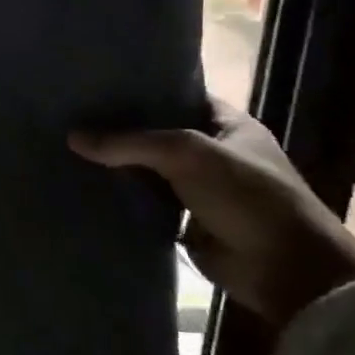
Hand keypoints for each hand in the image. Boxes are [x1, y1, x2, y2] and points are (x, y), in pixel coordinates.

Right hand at [68, 100, 354, 332]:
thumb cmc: (248, 196)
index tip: (97, 84)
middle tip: (71, 115)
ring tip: (67, 147)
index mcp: (228, 125)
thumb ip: (130, 143)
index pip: (178, 95)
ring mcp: (199, 188)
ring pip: (148, 169)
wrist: (287, 271)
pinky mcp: (185, 221)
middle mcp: (213, 152)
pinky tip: (85, 185)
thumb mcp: (188, 154)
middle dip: (120, 127)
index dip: (142, 89)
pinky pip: (146, 202)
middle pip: (157, 133)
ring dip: (117, 165)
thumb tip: (72, 137)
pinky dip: (122, 197)